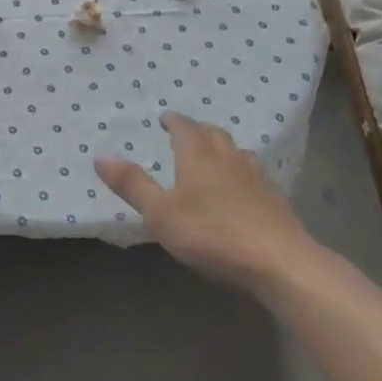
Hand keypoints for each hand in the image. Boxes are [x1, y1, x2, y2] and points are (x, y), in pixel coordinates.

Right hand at [95, 113, 314, 289]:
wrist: (281, 262)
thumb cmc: (213, 234)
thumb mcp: (161, 214)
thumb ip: (133, 185)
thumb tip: (100, 156)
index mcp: (198, 155)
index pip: (184, 127)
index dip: (173, 120)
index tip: (164, 118)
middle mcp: (228, 157)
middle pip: (213, 133)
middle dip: (197, 130)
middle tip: (185, 134)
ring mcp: (256, 177)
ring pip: (236, 151)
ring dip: (221, 148)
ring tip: (213, 156)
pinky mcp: (275, 200)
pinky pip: (254, 173)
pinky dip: (241, 171)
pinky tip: (241, 188)